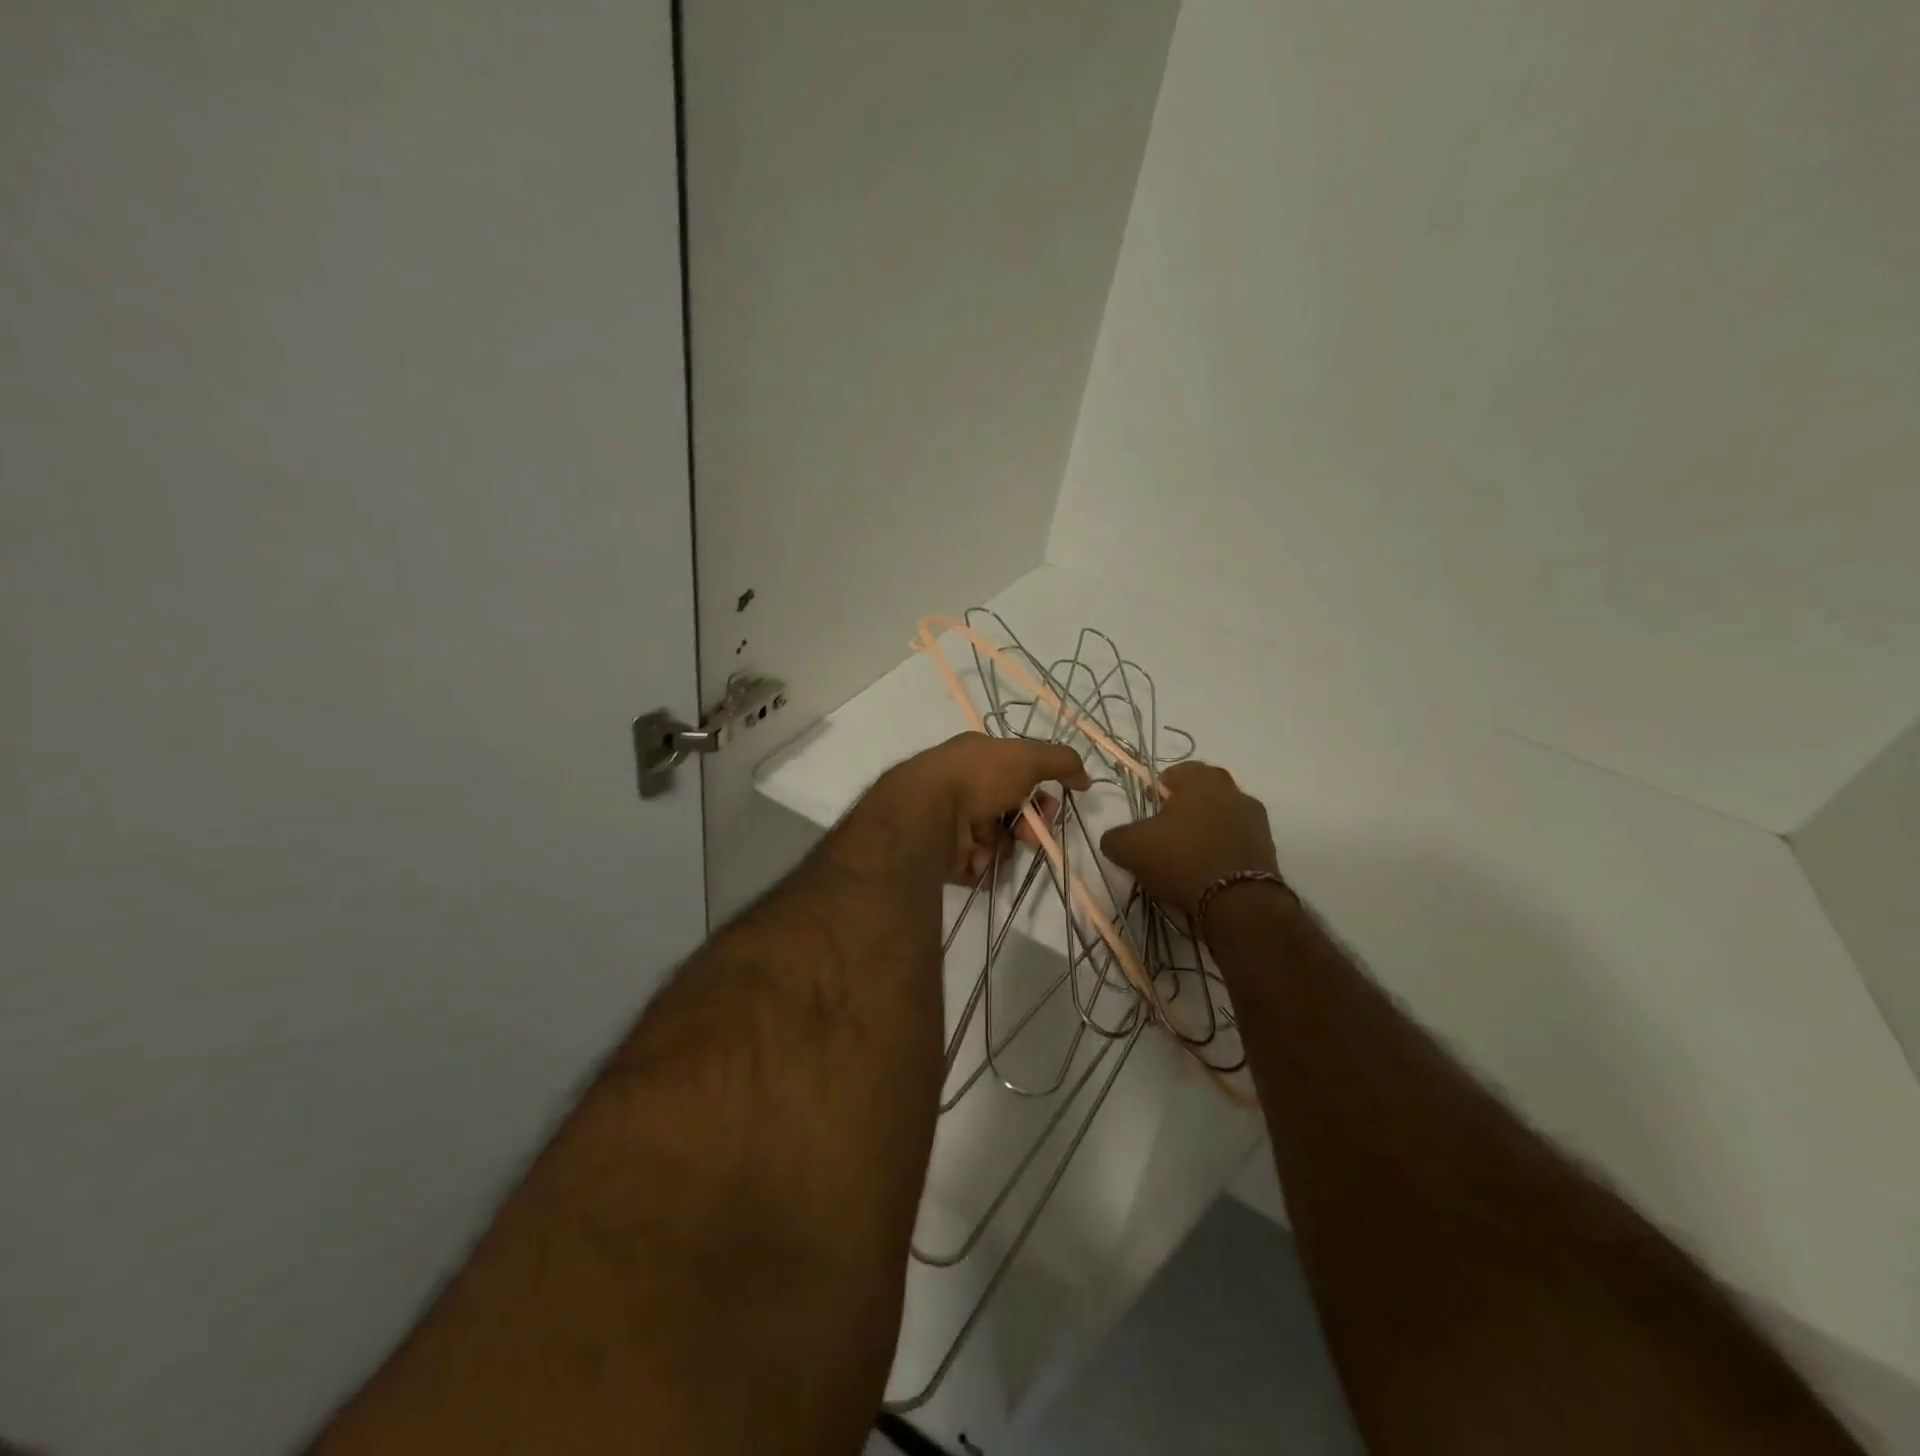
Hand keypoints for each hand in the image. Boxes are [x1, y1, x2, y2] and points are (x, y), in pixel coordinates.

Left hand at [876, 733, 1091, 882]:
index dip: (1040, 791)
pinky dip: (982, 863)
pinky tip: (976, 859)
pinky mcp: (943, 855)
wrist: (925, 814)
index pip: (1018, 774)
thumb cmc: (977, 777)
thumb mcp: (1027, 757)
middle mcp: (962, 786)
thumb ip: (1061, 762)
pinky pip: (977, 864)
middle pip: (1010, 811)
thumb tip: (1086, 778)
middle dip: (1027, 825)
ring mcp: (951, 822)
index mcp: (976, 757)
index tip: (1053, 805)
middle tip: (1030, 835)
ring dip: (1003, 846)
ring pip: (996, 841)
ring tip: (992, 847)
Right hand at [1100, 762, 1281, 918]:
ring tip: (1186, 856)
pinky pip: (1236, 841)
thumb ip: (1116, 837)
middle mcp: (1234, 791)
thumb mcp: (1131, 848)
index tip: (1148, 811)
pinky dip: (1221, 851)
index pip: (1176, 772)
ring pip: (1221, 817)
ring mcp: (1256, 820)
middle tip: (1165, 833)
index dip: (1157, 790)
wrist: (1239, 902)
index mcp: (1202, 780)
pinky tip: (1206, 871)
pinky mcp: (1268, 848)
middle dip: (1183, 809)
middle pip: (1201, 794)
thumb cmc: (1181, 859)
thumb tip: (1114, 839)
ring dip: (1204, 830)